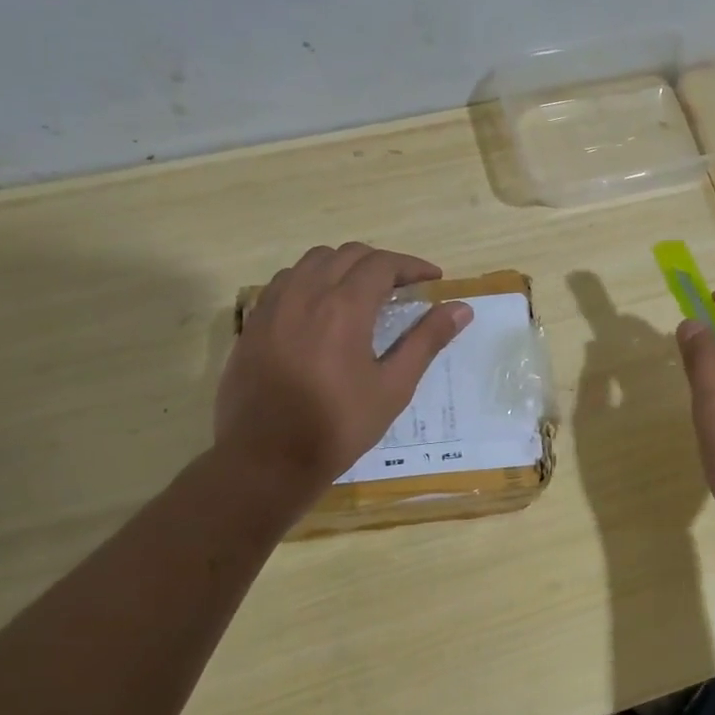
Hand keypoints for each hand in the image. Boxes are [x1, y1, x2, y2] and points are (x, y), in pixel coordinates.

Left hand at [216, 244, 471, 495]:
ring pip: (312, 261)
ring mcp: (273, 307)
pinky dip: (311, 280)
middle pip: (347, 254)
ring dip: (344, 266)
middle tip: (403, 286)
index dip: (412, 266)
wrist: (266, 460)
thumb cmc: (338, 426)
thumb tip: (461, 308)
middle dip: (381, 263)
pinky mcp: (252, 324)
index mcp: (343, 307)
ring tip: (363, 291)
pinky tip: (321, 308)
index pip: (382, 264)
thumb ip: (427, 341)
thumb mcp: (393, 387)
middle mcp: (305, 294)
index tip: (433, 279)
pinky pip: (285, 282)